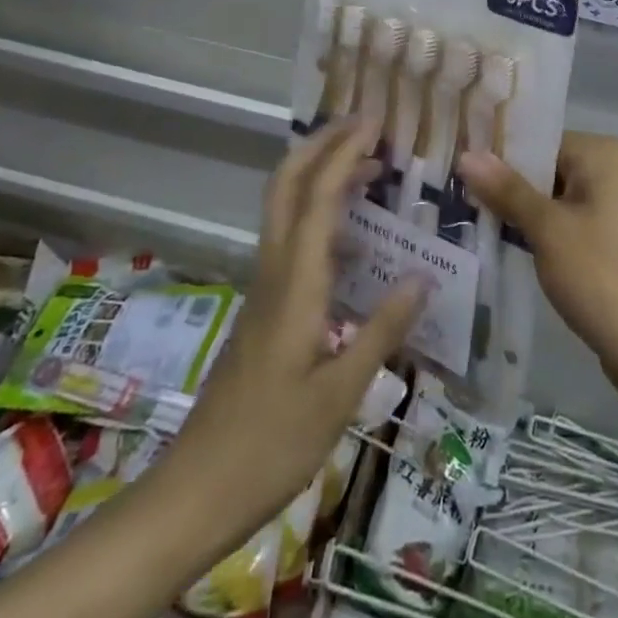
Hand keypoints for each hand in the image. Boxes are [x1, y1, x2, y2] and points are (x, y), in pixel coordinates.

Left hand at [166, 115, 425, 540]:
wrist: (194, 494)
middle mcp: (276, 270)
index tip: (375, 122)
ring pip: (287, 208)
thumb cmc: (270, 444)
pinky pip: (292, 238)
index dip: (345, 152)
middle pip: (287, 185)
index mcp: (296, 283)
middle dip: (322, 144)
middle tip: (366, 126)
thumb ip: (382, 330)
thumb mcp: (340, 394)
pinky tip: (358, 241)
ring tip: (372, 169)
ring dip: (322, 174)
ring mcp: (265, 287)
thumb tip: (424, 275)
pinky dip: (322, 215)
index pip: (319, 196)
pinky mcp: (265, 307)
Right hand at [456, 131, 617, 393]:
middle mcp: (612, 169)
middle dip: (506, 185)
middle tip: (456, 195)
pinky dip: (539, 230)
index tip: (457, 168)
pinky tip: (504, 242)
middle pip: (546, 167)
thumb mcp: (547, 229)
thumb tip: (467, 154)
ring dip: (520, 210)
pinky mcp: (610, 237)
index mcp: (602, 153)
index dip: (499, 155)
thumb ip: (507, 190)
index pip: (539, 140)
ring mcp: (613, 204)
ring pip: (554, 196)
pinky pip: (566, 220)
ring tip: (470, 218)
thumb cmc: (599, 275)